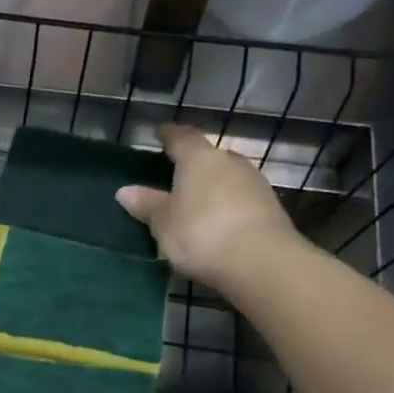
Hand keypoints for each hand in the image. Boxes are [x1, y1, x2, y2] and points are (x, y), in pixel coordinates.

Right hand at [116, 123, 302, 292]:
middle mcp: (229, 162)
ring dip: (211, 186)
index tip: (160, 132)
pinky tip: (215, 220)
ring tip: (194, 201)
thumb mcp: (163, 222)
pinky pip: (239, 198)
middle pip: (208, 156)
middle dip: (193, 163)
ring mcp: (253, 183)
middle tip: (175, 174)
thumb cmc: (201, 232)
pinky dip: (225, 205)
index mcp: (199, 159)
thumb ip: (147, 204)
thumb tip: (124, 190)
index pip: (182, 137)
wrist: (260, 261)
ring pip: (226, 177)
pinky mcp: (269, 207)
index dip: (169, 135)